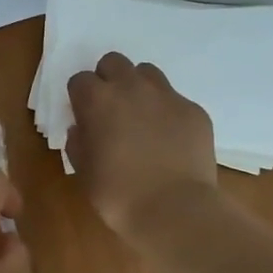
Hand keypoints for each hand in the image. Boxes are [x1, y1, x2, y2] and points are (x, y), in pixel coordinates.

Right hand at [66, 52, 218, 236]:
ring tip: (142, 117)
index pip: (80, 80)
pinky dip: (168, 112)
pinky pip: (175, 99)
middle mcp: (131, 88)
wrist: (174, 210)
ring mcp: (167, 96)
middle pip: (114, 62)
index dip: (80, 97)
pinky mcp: (194, 110)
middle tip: (111, 109)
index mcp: (97, 100)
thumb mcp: (83, 172)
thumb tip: (82, 129)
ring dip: (139, 88)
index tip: (84, 116)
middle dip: (108, 79)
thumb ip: (78, 143)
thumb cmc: (118, 195)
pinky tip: (169, 139)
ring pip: (147, 73)